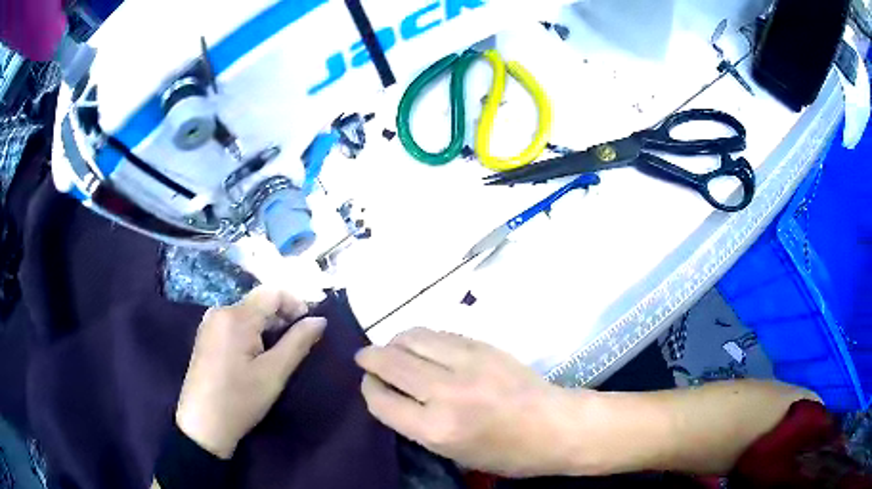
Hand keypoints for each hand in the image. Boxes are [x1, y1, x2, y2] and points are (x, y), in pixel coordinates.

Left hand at [176, 287, 326, 458]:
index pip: (273, 293)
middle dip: (282, 317)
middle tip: (298, 344)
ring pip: (247, 313)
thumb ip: (298, 342)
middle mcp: (220, 311)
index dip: (296, 304)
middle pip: (259, 302)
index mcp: (236, 316)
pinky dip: (251, 332)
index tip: (310, 327)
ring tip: (279, 352)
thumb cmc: (240, 399)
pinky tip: (256, 355)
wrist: (203, 425)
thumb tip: (320, 320)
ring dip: (267, 326)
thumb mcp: (274, 373)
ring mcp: (209, 323)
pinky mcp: (206, 336)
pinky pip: (234, 323)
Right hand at [355, 328, 587, 476]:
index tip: (368, 385)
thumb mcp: (454, 454)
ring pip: (412, 338)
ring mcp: (466, 363)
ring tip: (392, 348)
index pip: (381, 400)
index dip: (368, 389)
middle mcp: (445, 393)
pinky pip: (439, 333)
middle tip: (366, 359)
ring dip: (394, 341)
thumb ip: (417, 425)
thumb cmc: (507, 453)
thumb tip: (392, 395)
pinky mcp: (484, 346)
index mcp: (436, 429)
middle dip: (370, 358)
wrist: (556, 426)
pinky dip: (421, 337)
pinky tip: (421, 345)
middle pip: (389, 362)